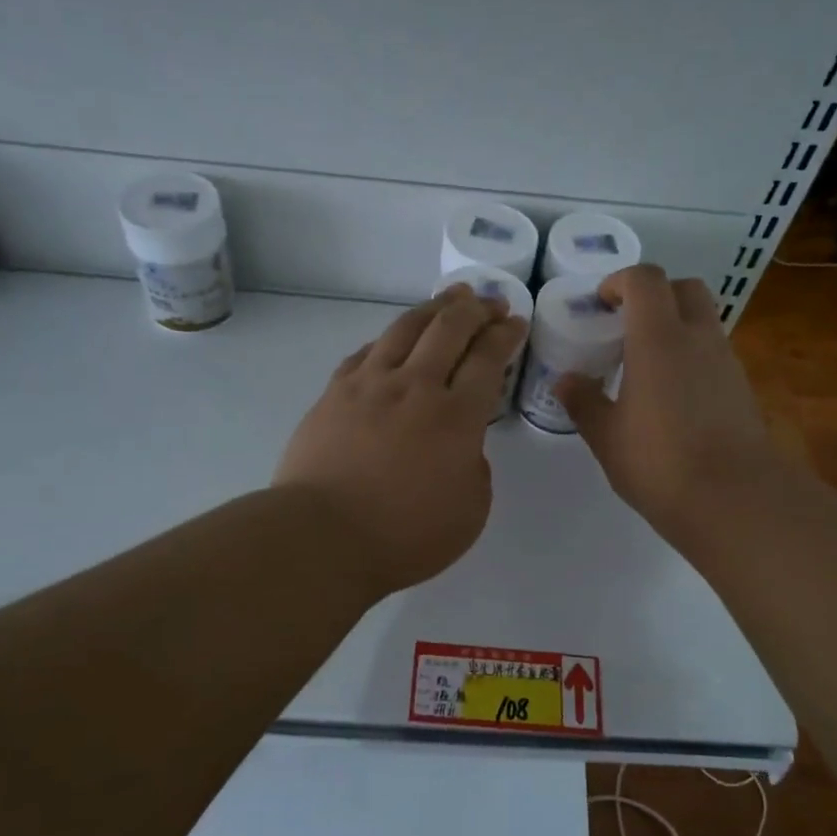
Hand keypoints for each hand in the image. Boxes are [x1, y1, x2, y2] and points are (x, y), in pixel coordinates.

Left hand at [275, 286, 527, 596]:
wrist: (321, 537)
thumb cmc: (404, 537)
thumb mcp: (470, 511)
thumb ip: (475, 467)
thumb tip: (461, 445)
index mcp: (456, 417)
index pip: (487, 359)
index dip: (505, 335)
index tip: (515, 322)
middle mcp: (415, 387)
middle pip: (449, 329)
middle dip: (476, 309)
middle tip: (490, 302)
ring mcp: (370, 385)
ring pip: (405, 328)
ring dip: (434, 308)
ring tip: (450, 298)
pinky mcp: (334, 394)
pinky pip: (366, 352)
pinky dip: (389, 339)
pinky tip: (395, 339)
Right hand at [555, 265, 788, 554]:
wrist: (735, 500)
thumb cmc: (660, 462)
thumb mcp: (607, 436)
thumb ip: (584, 401)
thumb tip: (566, 380)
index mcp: (659, 338)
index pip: (645, 280)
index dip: (620, 281)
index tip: (600, 305)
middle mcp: (698, 338)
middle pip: (684, 288)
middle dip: (654, 295)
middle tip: (626, 326)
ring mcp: (726, 362)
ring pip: (703, 321)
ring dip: (675, 327)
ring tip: (644, 366)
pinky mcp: (741, 388)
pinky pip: (713, 353)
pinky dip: (691, 357)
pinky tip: (671, 397)